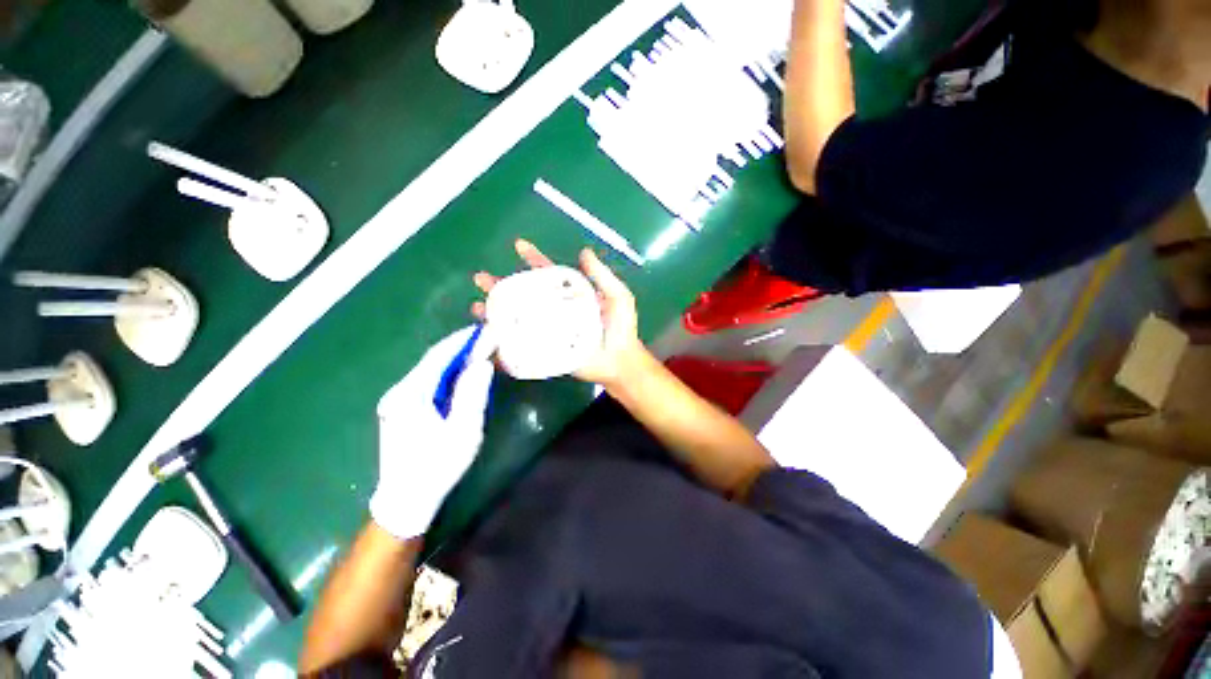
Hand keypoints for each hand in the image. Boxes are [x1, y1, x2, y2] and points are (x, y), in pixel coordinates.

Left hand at [369, 326, 495, 540]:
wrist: (406, 500)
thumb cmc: (438, 466)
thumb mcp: (463, 430)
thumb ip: (472, 393)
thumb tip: (482, 362)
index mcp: (410, 395)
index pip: (439, 356)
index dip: (462, 340)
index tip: (484, 330)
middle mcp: (398, 392)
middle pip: (432, 361)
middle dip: (460, 347)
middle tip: (486, 339)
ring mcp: (396, 401)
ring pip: (429, 371)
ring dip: (455, 359)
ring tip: (479, 352)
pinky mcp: (400, 409)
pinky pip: (427, 382)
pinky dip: (447, 373)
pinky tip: (462, 374)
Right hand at [472, 239, 647, 387]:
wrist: (620, 362)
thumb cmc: (621, 329)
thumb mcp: (618, 297)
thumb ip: (602, 276)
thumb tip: (584, 252)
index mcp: (572, 295)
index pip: (549, 274)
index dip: (535, 259)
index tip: (519, 246)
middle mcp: (557, 310)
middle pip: (526, 294)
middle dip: (503, 286)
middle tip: (481, 279)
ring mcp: (550, 330)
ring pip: (520, 316)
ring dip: (498, 312)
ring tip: (478, 307)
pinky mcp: (547, 349)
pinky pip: (524, 342)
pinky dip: (506, 339)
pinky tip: (490, 336)